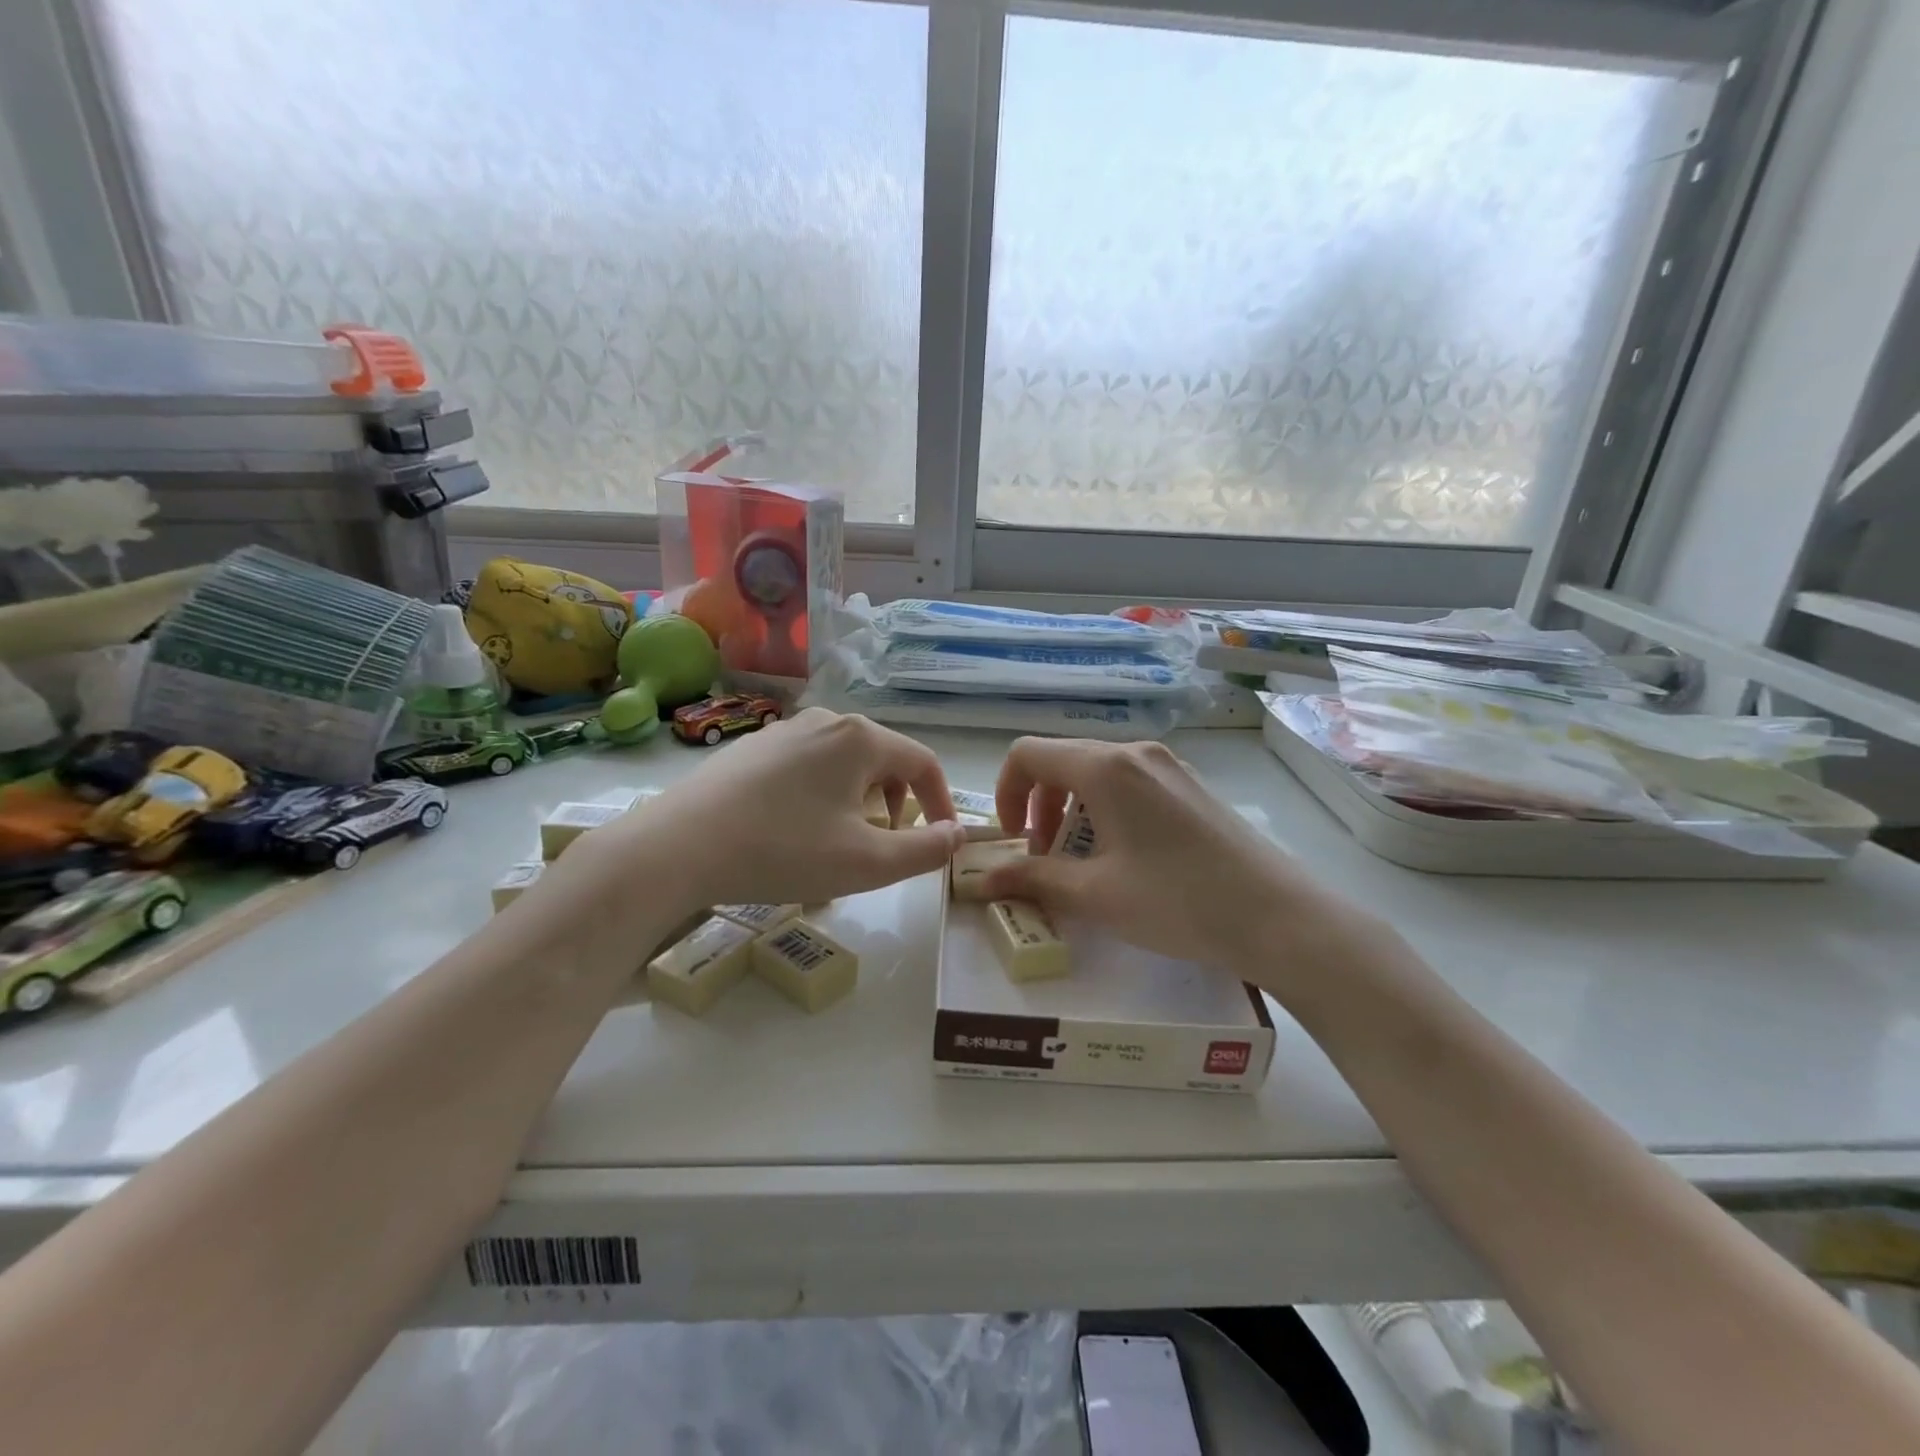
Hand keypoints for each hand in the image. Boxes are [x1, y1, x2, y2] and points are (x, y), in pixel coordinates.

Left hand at [577, 709, 966, 913]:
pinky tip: (796, 829)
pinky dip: (823, 794)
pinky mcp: (753, 747)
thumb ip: (924, 850)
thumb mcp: (867, 863)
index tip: (943, 839)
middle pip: (884, 758)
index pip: (924, 762)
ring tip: (841, 840)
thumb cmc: (783, 851)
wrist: (676, 847)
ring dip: (860, 799)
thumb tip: (956, 835)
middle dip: (898, 802)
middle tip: (887, 843)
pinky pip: (809, 766)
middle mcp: (827, 720)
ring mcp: (785, 730)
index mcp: (860, 738)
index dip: (942, 802)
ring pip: (845, 762)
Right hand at [981, 738, 1383, 997]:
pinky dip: (1105, 812)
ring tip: (1082, 863)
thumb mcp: (1095, 895)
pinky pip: (1129, 784)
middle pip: (1062, 761)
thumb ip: (1032, 878)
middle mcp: (1135, 752)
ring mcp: (1168, 766)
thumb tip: (982, 879)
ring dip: (1072, 811)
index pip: (1028, 753)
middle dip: (1039, 806)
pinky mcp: (1190, 786)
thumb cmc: (1178, 902)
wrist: (1279, 917)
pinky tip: (1124, 858)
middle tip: (1045, 858)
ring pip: (1096, 773)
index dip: (1005, 792)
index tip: (1014, 840)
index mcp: (1105, 767)